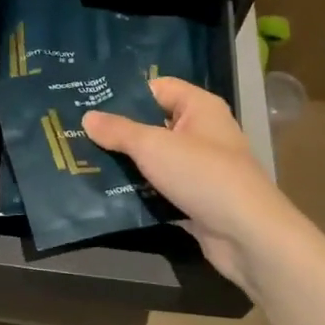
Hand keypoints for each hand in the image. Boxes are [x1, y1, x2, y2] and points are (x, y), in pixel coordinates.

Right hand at [83, 77, 296, 290]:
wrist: (248, 236)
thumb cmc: (203, 175)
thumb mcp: (153, 146)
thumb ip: (119, 131)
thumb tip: (87, 116)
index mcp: (199, 107)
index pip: (157, 88)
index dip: (125, 92)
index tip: (88, 99)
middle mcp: (202, 132)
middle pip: (153, 123)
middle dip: (119, 130)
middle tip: (77, 131)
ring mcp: (199, 168)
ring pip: (154, 158)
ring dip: (126, 162)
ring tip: (83, 158)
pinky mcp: (195, 199)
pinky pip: (160, 187)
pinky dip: (138, 189)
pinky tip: (105, 190)